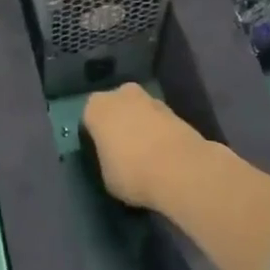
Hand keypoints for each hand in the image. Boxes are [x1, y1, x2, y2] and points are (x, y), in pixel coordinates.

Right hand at [81, 83, 214, 212]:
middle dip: (119, 123)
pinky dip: (159, 133)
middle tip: (122, 150)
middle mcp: (121, 94)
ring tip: (146, 155)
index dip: (95, 136)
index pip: (89, 118)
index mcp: (96, 107)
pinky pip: (158, 121)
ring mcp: (150, 99)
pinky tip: (162, 155)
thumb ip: (105, 159)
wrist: (181, 169)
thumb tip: (113, 158)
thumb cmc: (132, 172)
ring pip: (139, 112)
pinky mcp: (175, 110)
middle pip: (116, 107)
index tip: (101, 153)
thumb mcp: (105, 175)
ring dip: (141, 126)